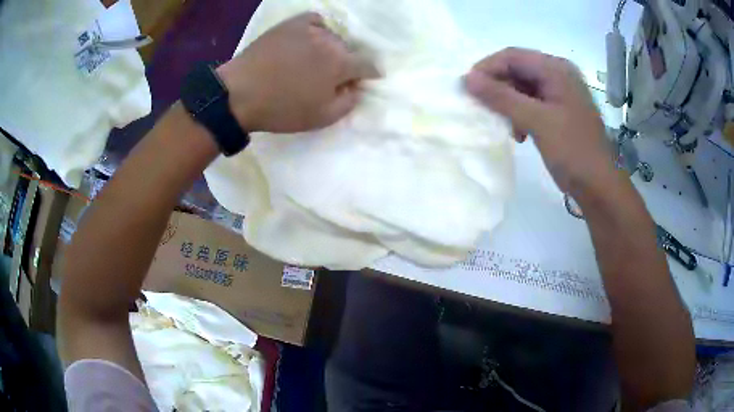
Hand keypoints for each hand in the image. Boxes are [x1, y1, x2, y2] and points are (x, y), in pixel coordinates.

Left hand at [217, 12, 377, 133]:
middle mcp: (330, 41)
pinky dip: (318, 29)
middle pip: (349, 50)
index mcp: (341, 64)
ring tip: (315, 59)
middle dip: (346, 64)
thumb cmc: (282, 109)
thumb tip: (357, 88)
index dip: (370, 73)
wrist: (240, 94)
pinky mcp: (291, 24)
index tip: (365, 79)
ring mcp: (309, 29)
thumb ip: (348, 102)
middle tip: (332, 77)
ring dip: (330, 48)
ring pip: (332, 36)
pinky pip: (314, 20)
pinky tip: (309, 39)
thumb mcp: (322, 117)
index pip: (367, 64)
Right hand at [465, 48, 615, 195]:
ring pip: (523, 87)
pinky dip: (520, 114)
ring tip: (505, 125)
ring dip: (508, 103)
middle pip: (518, 70)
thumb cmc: (573, 151)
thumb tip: (467, 79)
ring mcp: (561, 93)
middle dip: (498, 88)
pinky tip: (520, 133)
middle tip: (482, 108)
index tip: (467, 88)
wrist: (599, 186)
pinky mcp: (560, 110)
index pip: (513, 56)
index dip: (487, 68)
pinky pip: (532, 103)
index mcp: (556, 69)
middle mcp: (559, 74)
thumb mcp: (536, 121)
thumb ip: (501, 97)